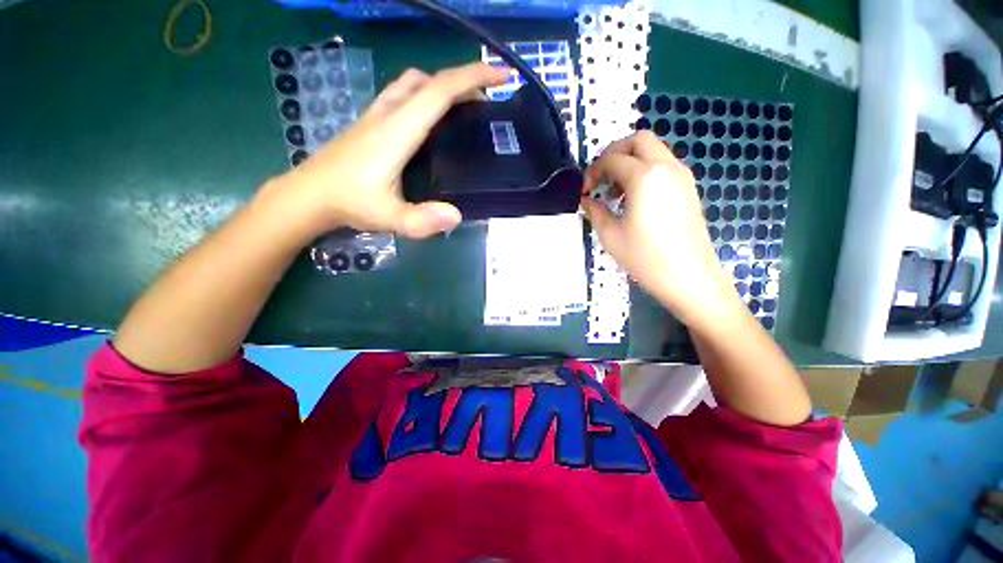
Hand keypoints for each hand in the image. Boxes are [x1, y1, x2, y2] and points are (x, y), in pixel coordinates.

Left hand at [272, 62, 509, 238]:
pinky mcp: (372, 122)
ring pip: (414, 84)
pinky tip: (432, 123)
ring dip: (442, 87)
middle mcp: (388, 113)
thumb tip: (457, 216)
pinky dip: (426, 97)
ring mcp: (377, 115)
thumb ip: (421, 220)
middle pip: (428, 80)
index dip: (473, 77)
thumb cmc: (349, 203)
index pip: (439, 91)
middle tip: (485, 102)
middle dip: (462, 81)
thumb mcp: (389, 218)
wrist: (309, 195)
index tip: (501, 75)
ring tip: (463, 110)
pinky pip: (404, 95)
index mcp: (397, 130)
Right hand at [581, 131, 742, 326]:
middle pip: (638, 140)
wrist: (689, 277)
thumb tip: (586, 200)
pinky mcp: (688, 188)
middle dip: (614, 153)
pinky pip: (663, 166)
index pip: (612, 159)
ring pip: (653, 151)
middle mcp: (667, 167)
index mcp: (645, 176)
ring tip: (615, 194)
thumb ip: (594, 210)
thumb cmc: (645, 257)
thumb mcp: (610, 235)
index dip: (593, 171)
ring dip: (630, 162)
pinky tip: (635, 200)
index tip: (584, 191)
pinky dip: (645, 172)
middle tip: (601, 179)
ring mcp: (682, 176)